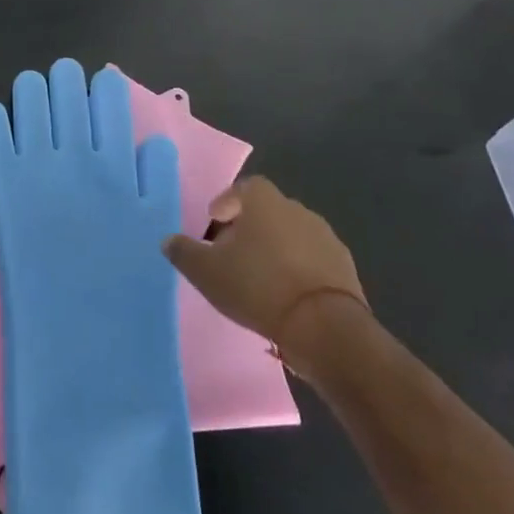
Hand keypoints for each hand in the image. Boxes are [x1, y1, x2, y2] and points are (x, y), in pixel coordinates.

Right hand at [163, 175, 366, 380]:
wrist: (324, 326)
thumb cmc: (258, 286)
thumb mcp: (206, 272)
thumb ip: (184, 252)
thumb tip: (169, 240)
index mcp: (265, 202)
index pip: (245, 187)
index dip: (228, 202)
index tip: (215, 222)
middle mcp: (298, 210)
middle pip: (268, 211)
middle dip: (250, 228)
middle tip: (232, 254)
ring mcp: (326, 238)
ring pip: (292, 235)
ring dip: (276, 249)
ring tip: (259, 278)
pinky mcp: (345, 268)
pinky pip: (313, 260)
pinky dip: (298, 270)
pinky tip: (286, 295)